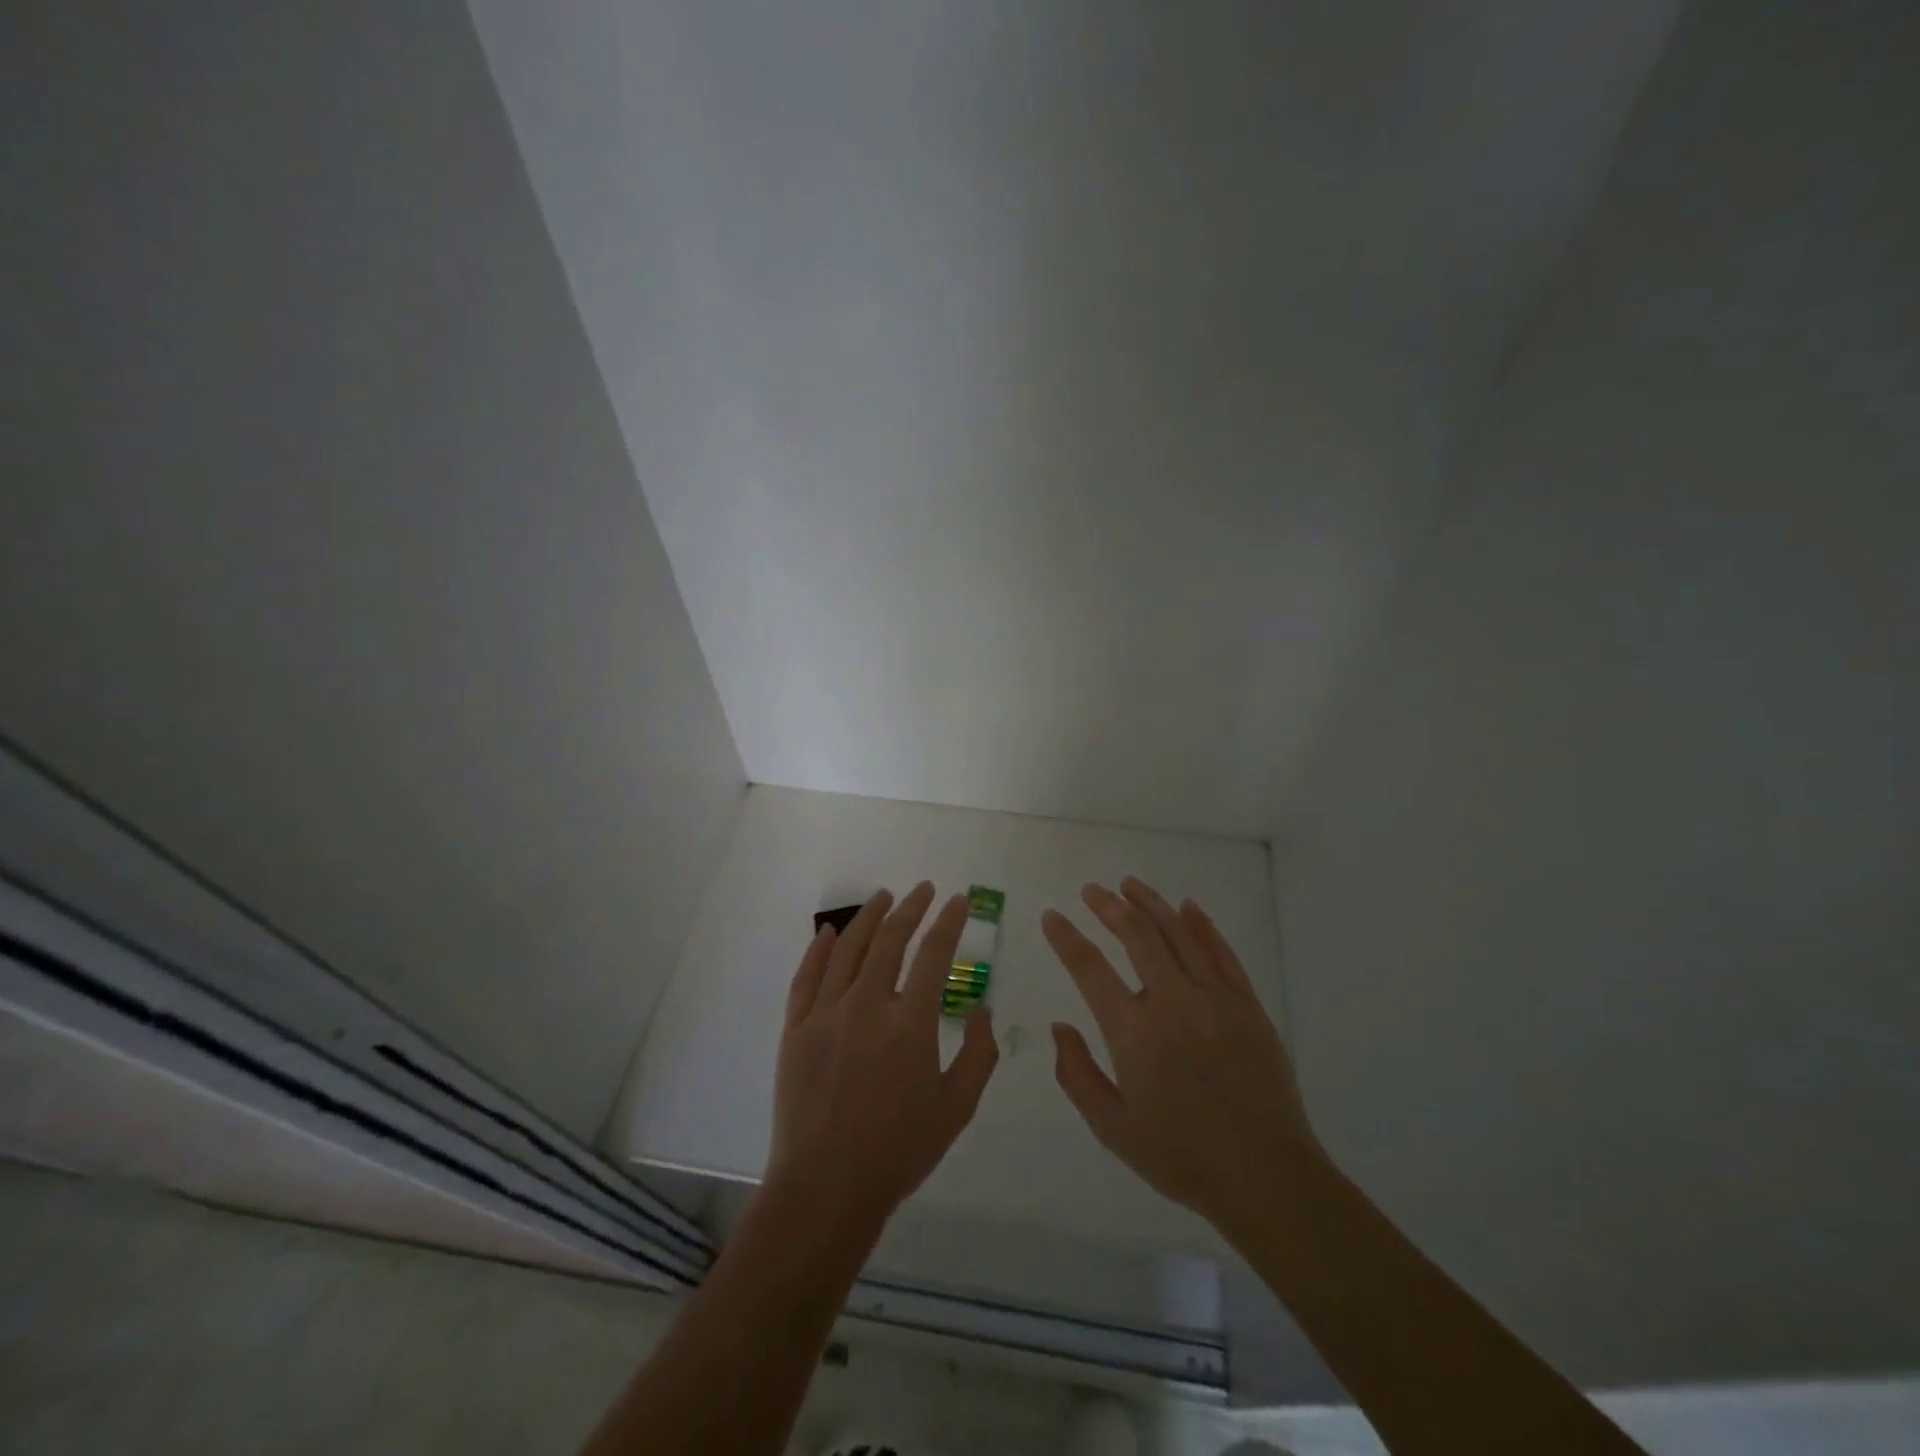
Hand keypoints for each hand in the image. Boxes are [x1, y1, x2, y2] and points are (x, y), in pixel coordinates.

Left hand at [767, 883, 1000, 1231]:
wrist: (827, 1188)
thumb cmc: (899, 1151)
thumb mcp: (957, 1108)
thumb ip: (979, 1055)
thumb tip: (984, 1009)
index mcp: (911, 1023)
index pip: (935, 955)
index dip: (949, 922)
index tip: (958, 901)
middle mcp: (868, 1005)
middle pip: (891, 940)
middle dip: (912, 908)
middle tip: (924, 890)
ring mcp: (826, 1014)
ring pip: (849, 949)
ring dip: (869, 917)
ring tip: (884, 896)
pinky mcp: (796, 1029)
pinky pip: (807, 977)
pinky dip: (819, 949)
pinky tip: (829, 931)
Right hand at [1042, 877, 1322, 1234]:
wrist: (1267, 1177)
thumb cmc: (1182, 1157)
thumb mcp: (1113, 1128)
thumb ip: (1077, 1074)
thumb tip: (1060, 1025)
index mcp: (1135, 1034)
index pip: (1090, 968)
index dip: (1066, 938)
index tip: (1051, 917)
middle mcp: (1173, 1004)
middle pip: (1136, 936)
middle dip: (1108, 906)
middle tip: (1091, 890)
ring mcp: (1215, 999)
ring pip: (1178, 933)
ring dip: (1151, 903)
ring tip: (1129, 884)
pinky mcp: (1247, 1005)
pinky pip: (1221, 952)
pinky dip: (1201, 925)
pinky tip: (1187, 907)